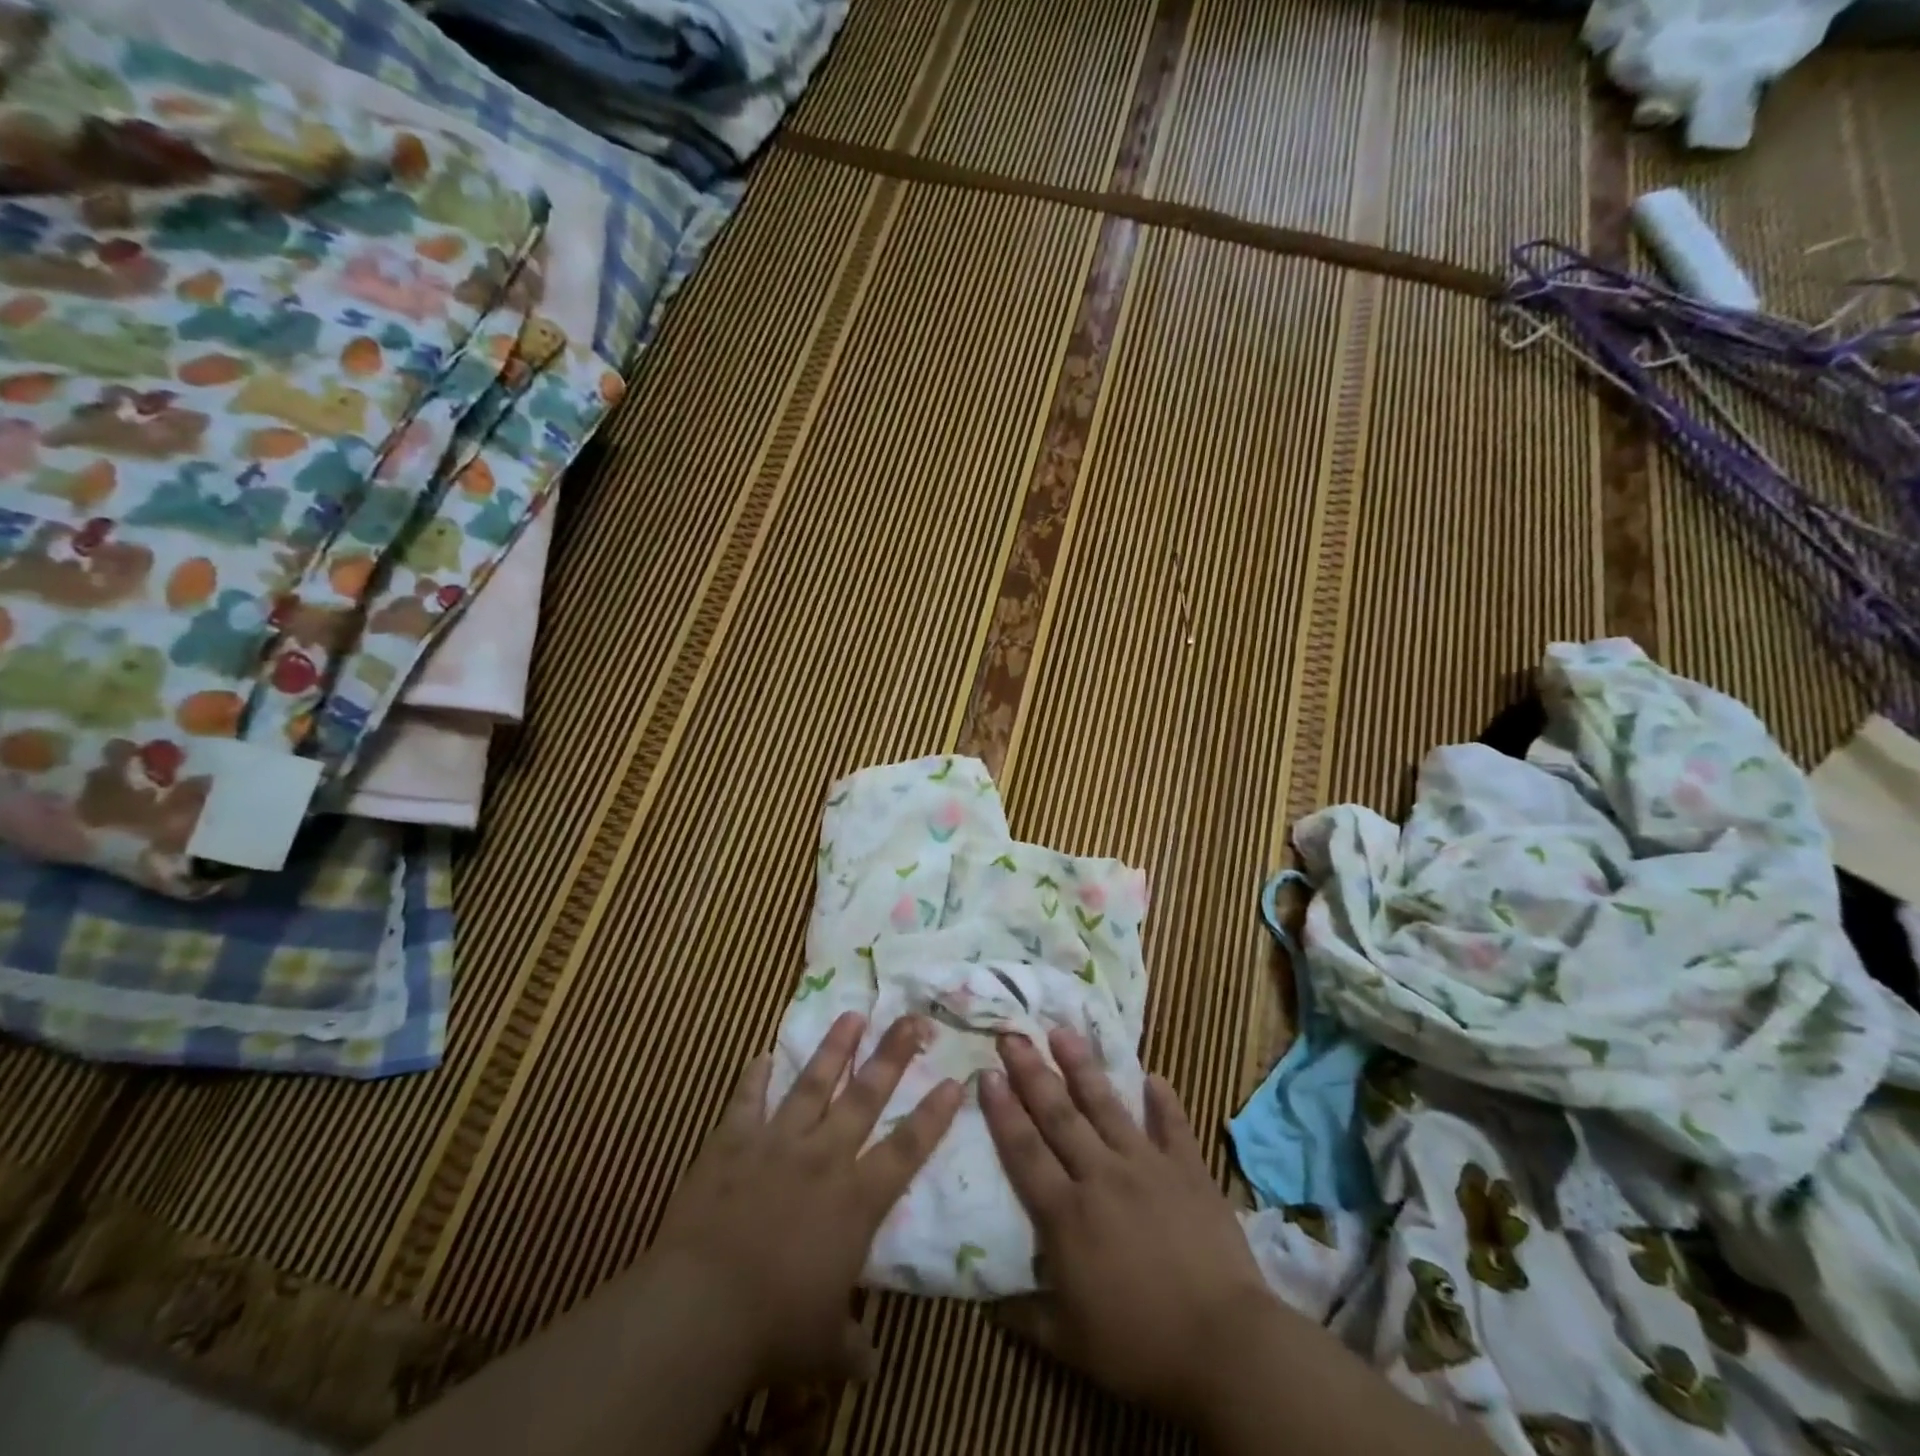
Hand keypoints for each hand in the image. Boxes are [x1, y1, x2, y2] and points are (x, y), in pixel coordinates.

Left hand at [646, 1012, 963, 1388]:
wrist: (700, 1307)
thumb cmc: (773, 1327)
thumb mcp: (824, 1348)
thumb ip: (853, 1345)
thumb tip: (871, 1365)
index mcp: (855, 1200)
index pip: (907, 1148)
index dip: (933, 1114)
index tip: (955, 1079)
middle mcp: (824, 1157)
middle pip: (866, 1095)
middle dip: (892, 1054)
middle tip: (911, 1017)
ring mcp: (777, 1143)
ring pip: (813, 1083)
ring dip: (834, 1048)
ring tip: (851, 1014)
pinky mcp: (733, 1143)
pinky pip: (746, 1102)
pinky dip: (753, 1078)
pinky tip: (760, 1055)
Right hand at [980, 1029, 1278, 1423]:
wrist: (1225, 1346)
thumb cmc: (1141, 1346)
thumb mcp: (1071, 1344)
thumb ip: (1027, 1316)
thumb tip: (988, 1304)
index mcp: (1067, 1214)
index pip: (1024, 1151)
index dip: (1003, 1112)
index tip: (986, 1073)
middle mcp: (1101, 1175)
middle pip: (1059, 1114)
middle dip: (1031, 1072)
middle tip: (1012, 1035)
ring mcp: (1147, 1166)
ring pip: (1107, 1106)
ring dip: (1082, 1067)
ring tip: (1063, 1031)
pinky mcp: (1188, 1170)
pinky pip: (1173, 1126)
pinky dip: (1164, 1101)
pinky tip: (1155, 1076)